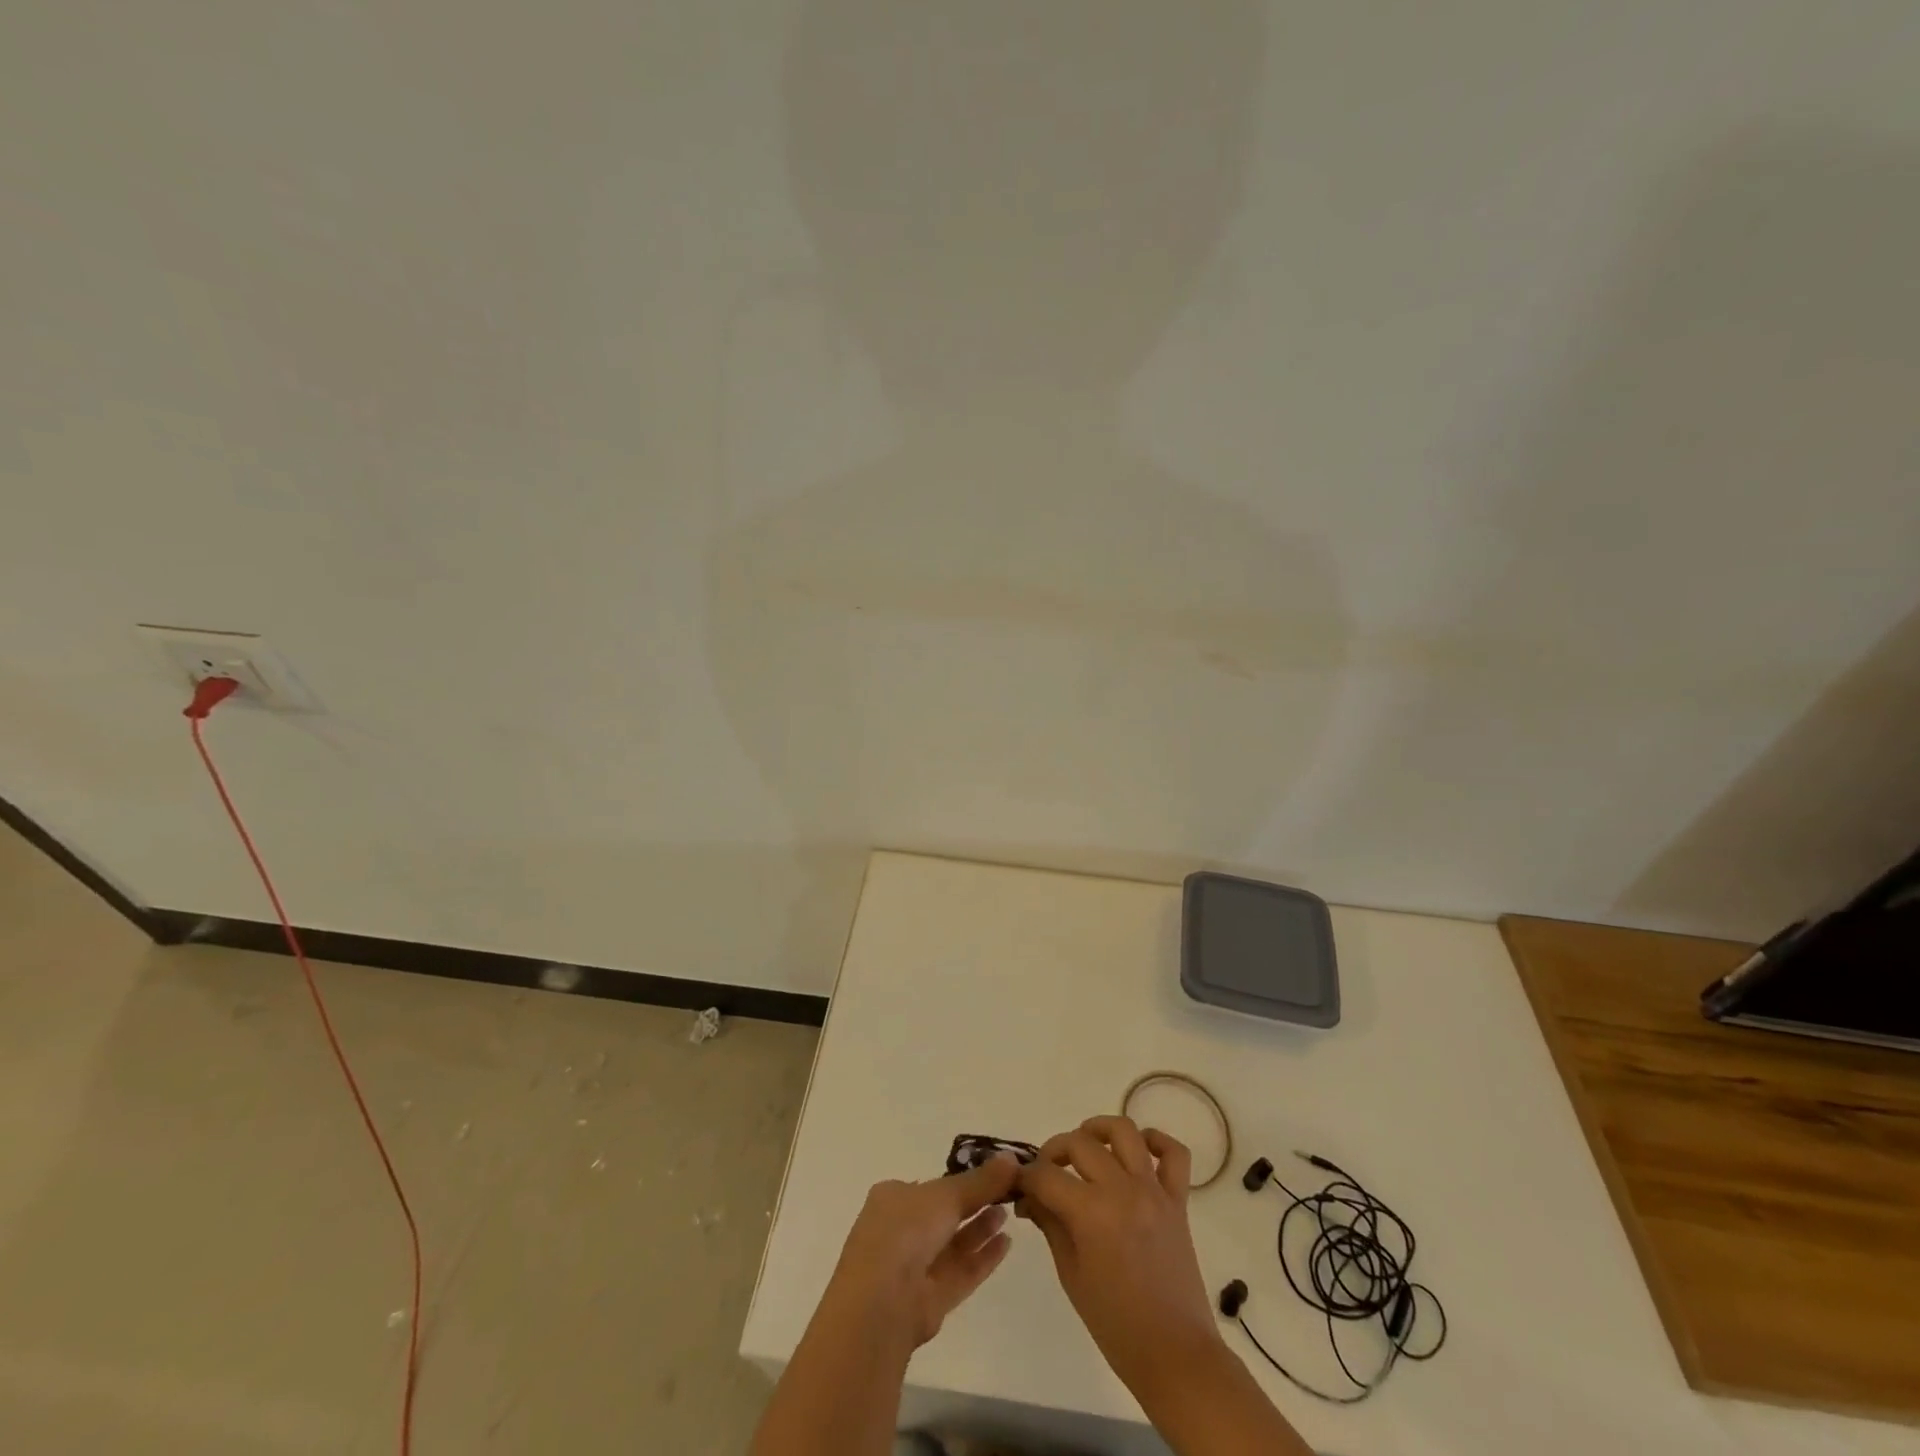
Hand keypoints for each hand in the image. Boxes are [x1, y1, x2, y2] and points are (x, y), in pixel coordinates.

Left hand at [824, 1155, 1020, 1347]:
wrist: (882, 1302)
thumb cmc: (906, 1230)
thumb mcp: (946, 1194)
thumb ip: (981, 1181)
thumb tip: (1012, 1158)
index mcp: (894, 1198)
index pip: (931, 1186)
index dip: (960, 1179)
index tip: (991, 1173)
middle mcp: (901, 1230)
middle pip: (944, 1214)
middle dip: (974, 1203)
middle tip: (1007, 1192)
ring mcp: (915, 1267)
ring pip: (953, 1244)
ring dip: (980, 1229)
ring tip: (1009, 1213)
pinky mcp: (930, 1300)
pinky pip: (961, 1272)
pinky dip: (983, 1258)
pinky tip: (1007, 1243)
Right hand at [1017, 1117, 1220, 1397]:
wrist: (1175, 1356)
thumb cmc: (1116, 1325)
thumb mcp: (1071, 1275)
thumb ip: (1050, 1225)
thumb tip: (1029, 1196)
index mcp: (1091, 1213)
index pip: (1046, 1175)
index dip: (1025, 1176)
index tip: (1018, 1185)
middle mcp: (1122, 1190)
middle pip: (1079, 1142)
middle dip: (1054, 1151)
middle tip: (1046, 1173)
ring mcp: (1153, 1191)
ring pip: (1125, 1132)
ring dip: (1099, 1129)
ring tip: (1086, 1145)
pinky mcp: (1178, 1201)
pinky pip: (1175, 1154)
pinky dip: (1157, 1141)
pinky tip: (1140, 1150)